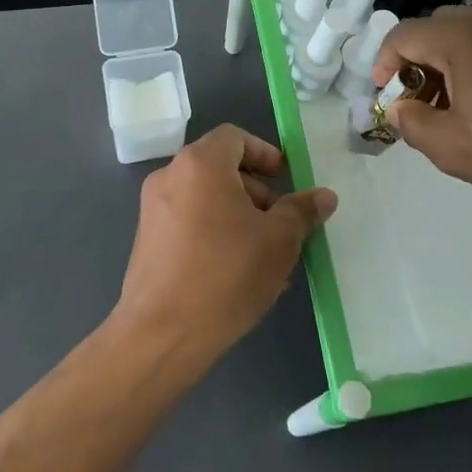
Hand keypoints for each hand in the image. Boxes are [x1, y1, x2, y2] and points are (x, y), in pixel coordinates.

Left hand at [114, 125, 337, 366]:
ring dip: (241, 219)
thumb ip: (301, 211)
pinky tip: (239, 276)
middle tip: (283, 227)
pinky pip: (189, 223)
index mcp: (200, 164)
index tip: (286, 180)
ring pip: (207, 200)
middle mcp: (170, 176)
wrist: (162, 334)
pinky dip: (216, 235)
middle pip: (221, 169)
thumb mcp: (278, 241)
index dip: (264, 153)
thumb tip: (324, 196)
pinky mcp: (147, 241)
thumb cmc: (226, 274)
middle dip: (258, 194)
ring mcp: (153, 209)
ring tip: (268, 261)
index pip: (235, 137)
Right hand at [373, 6, 471, 226]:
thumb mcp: (451, 147)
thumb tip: (399, 109)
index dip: (384, 64)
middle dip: (417, 62)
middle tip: (418, 104)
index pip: (404, 35)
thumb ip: (412, 122)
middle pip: (436, 28)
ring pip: (468, 34)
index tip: (385, 97)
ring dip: (448, 63)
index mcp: (464, 36)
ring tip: (451, 110)